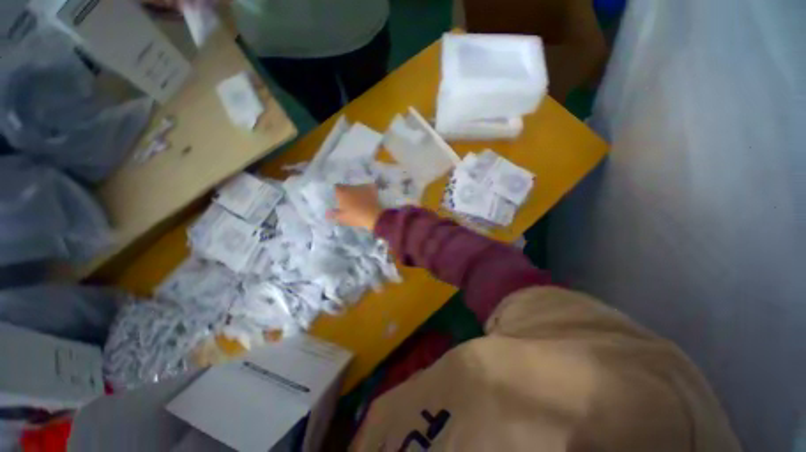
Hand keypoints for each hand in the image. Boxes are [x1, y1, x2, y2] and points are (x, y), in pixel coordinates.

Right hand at [327, 184, 383, 230]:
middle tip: (349, 201)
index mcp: (342, 192)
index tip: (339, 198)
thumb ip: (334, 214)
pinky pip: (367, 188)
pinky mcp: (371, 188)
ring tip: (360, 200)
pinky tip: (368, 197)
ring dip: (357, 192)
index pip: (336, 188)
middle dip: (347, 192)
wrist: (373, 216)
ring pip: (357, 187)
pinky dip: (367, 192)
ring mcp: (362, 187)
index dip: (337, 192)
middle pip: (347, 187)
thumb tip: (326, 213)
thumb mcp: (343, 217)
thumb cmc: (355, 217)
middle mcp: (351, 187)